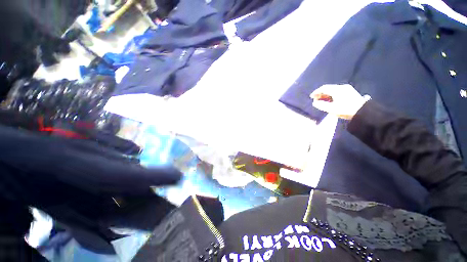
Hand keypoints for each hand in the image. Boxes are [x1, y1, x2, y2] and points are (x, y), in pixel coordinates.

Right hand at [310, 84, 369, 119]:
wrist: (363, 112)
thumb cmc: (345, 109)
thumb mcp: (331, 109)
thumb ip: (321, 105)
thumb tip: (314, 102)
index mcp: (337, 90)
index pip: (324, 88)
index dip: (316, 92)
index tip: (311, 97)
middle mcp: (341, 87)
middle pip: (328, 88)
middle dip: (321, 94)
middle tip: (316, 99)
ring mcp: (347, 89)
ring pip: (333, 90)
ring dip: (326, 95)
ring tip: (322, 100)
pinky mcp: (350, 92)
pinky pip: (337, 92)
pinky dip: (331, 95)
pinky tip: (330, 100)